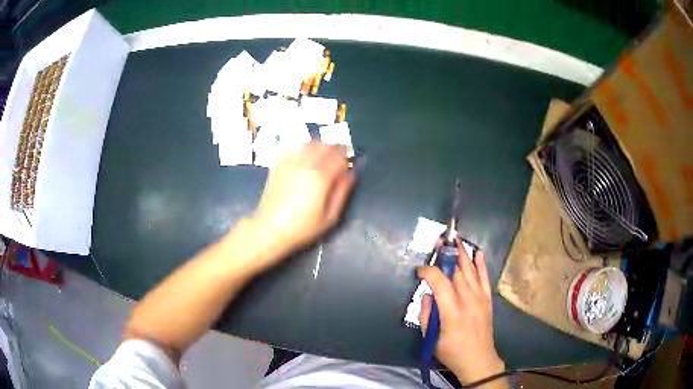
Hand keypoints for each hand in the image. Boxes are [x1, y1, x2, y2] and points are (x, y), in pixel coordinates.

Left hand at [250, 142, 354, 259]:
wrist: (270, 229)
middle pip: (325, 146)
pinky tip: (304, 157)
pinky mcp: (278, 165)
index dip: (347, 157)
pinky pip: (293, 148)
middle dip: (335, 149)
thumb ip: (342, 193)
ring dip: (319, 146)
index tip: (350, 162)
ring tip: (323, 156)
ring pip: (309, 143)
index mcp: (320, 178)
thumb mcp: (330, 217)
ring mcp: (289, 163)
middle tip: (339, 157)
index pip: (339, 156)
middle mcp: (305, 165)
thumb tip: (351, 174)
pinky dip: (302, 148)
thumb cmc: (302, 227)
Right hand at [418, 243, 505, 384]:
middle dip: (446, 256)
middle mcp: (468, 300)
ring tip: (454, 240)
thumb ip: (426, 315)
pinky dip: (481, 264)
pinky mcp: (487, 300)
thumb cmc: (451, 351)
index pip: (440, 282)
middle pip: (457, 272)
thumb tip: (427, 295)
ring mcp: (480, 298)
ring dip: (462, 254)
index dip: (429, 272)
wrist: (478, 359)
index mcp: (451, 311)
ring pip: (470, 271)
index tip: (419, 271)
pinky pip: (484, 278)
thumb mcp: (431, 338)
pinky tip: (477, 252)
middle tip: (437, 244)